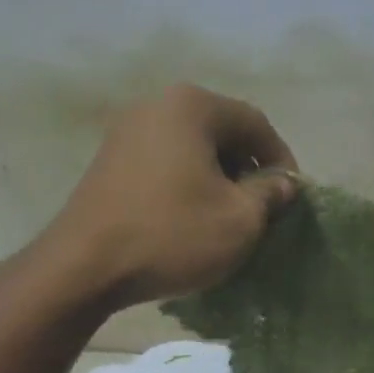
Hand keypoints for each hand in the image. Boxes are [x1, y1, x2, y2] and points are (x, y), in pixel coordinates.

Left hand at [27, 84, 298, 311]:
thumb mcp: (240, 219)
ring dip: (218, 177)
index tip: (291, 195)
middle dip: (248, 168)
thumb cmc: (171, 234)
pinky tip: (190, 217)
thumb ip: (270, 193)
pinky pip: (165, 161)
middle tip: (261, 207)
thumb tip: (282, 182)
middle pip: (222, 131)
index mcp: (192, 106)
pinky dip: (187, 182)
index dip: (281, 159)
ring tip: (227, 215)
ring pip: (192, 147)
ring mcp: (127, 131)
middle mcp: (157, 105)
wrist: (82, 267)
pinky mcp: (109, 159)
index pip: (256, 123)